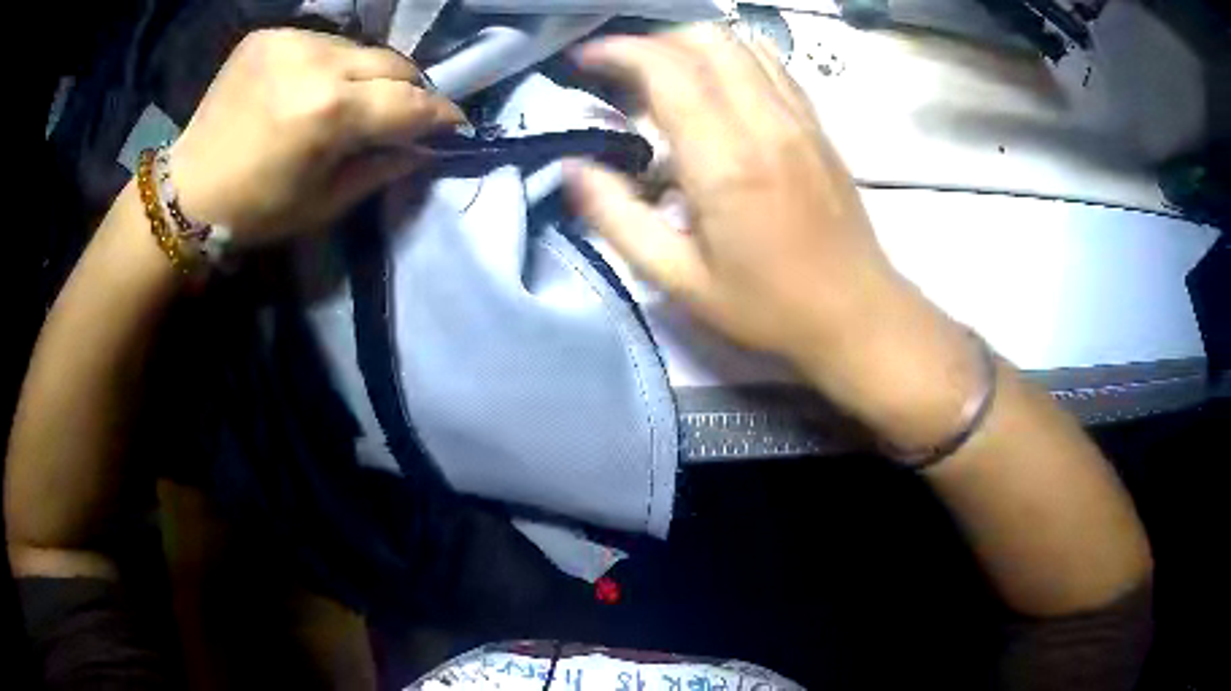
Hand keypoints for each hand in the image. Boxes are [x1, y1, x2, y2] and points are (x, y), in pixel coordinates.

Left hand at [170, 29, 465, 246]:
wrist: (186, 193)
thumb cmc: (254, 212)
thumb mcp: (324, 203)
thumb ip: (381, 167)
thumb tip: (423, 146)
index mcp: (328, 114)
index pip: (409, 102)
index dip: (440, 113)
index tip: (455, 123)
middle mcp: (315, 64)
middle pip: (392, 62)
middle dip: (408, 87)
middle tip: (407, 111)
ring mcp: (289, 42)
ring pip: (359, 48)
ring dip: (368, 73)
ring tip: (354, 99)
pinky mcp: (269, 35)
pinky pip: (322, 42)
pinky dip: (331, 63)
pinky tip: (314, 86)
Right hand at [565, 26, 980, 452]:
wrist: (857, 312)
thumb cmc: (768, 305)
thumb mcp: (680, 280)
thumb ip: (618, 219)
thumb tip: (573, 168)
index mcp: (725, 160)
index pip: (667, 70)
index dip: (619, 51)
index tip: (586, 59)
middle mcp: (765, 122)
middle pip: (705, 40)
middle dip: (652, 41)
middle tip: (622, 71)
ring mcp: (799, 118)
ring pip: (741, 43)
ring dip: (692, 44)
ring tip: (664, 74)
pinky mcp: (817, 124)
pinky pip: (772, 64)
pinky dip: (733, 57)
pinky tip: (716, 84)